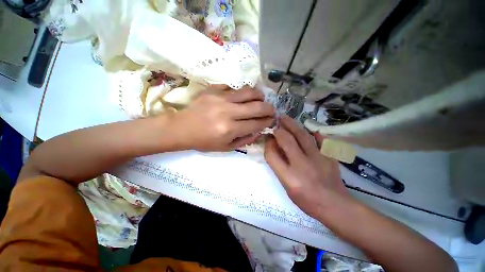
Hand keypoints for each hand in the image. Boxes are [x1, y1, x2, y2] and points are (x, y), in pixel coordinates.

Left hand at [171, 86, 274, 151]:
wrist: (182, 128)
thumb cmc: (204, 141)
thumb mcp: (226, 147)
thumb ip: (245, 140)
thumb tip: (259, 131)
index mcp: (230, 129)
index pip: (256, 123)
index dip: (267, 122)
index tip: (272, 120)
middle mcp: (227, 112)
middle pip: (257, 106)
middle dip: (269, 108)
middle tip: (271, 110)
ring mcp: (220, 98)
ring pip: (248, 91)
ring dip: (259, 95)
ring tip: (261, 99)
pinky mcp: (213, 89)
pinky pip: (234, 87)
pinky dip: (242, 91)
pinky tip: (242, 96)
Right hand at [264, 115, 350, 217]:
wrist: (335, 206)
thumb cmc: (306, 200)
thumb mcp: (286, 186)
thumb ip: (279, 166)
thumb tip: (274, 147)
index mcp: (289, 177)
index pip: (272, 155)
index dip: (268, 144)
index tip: (268, 138)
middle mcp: (302, 166)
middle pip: (286, 141)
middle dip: (278, 129)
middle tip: (275, 121)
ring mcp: (318, 159)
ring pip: (302, 136)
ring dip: (292, 125)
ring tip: (286, 118)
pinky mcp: (330, 157)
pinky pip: (322, 139)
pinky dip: (315, 133)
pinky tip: (310, 129)